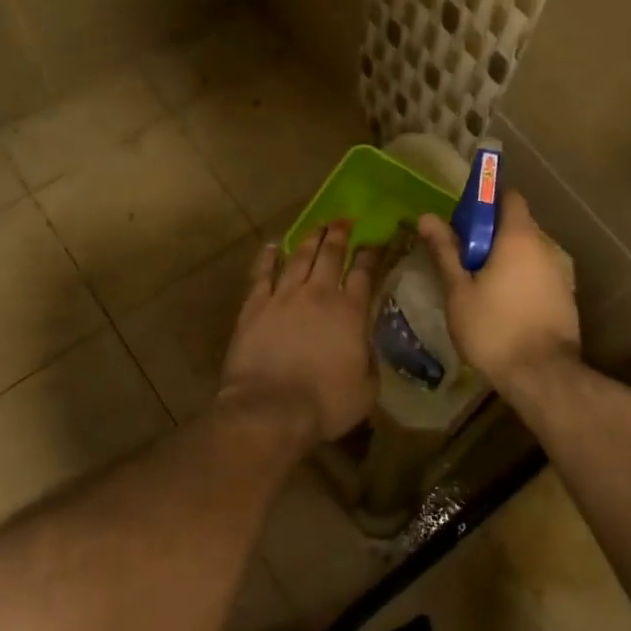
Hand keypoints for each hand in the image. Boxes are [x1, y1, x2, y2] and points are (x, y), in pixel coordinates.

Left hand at [219, 222, 380, 445]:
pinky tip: (274, 246)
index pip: (364, 272)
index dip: (371, 254)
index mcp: (351, 312)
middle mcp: (319, 295)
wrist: (270, 409)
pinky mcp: (254, 306)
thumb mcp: (367, 388)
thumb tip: (366, 344)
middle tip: (344, 221)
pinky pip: (262, 274)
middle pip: (331, 255)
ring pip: (299, 257)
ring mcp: (283, 297)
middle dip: (340, 235)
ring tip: (318, 226)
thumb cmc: (326, 404)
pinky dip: (269, 257)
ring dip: (310, 239)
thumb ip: (370, 359)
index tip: (376, 240)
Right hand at [416, 191, 579, 392]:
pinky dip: (520, 279)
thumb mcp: (459, 291)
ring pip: (528, 253)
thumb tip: (427, 217)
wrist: (542, 376)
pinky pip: (538, 275)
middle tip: (462, 256)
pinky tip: (502, 304)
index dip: (486, 201)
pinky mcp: (565, 297)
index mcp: (518, 238)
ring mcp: (560, 273)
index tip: (463, 219)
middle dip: (490, 234)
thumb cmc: (493, 328)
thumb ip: (445, 251)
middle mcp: (545, 247)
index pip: (509, 197)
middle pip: (517, 225)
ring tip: (479, 284)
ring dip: (505, 259)